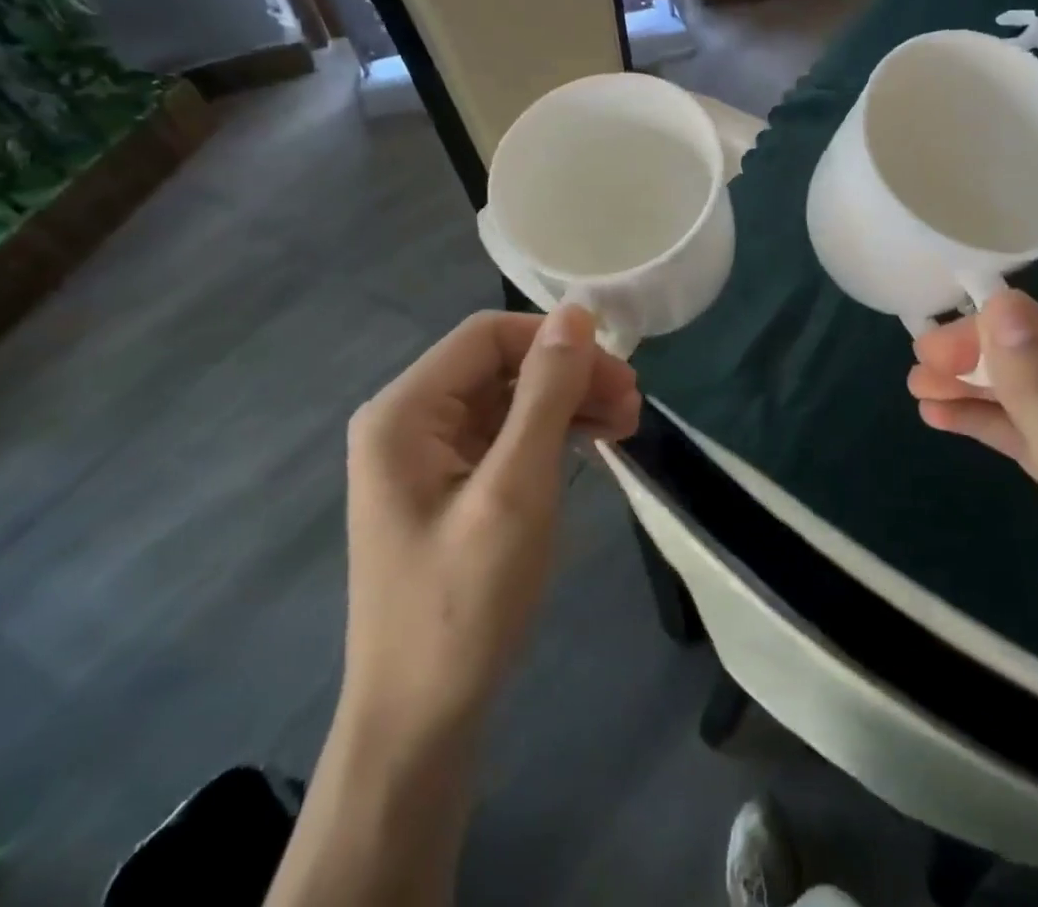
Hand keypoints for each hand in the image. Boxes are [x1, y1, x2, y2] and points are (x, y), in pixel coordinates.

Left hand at [339, 305, 640, 740]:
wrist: (420, 726)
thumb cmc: (463, 605)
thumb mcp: (516, 490)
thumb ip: (546, 393)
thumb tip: (576, 311)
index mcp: (404, 412)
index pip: (488, 336)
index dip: (555, 340)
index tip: (617, 372)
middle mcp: (407, 421)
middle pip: (500, 366)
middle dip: (569, 376)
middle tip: (633, 404)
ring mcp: (425, 457)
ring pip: (508, 400)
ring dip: (567, 404)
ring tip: (625, 425)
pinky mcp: (447, 487)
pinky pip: (505, 437)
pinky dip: (551, 435)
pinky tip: (593, 446)